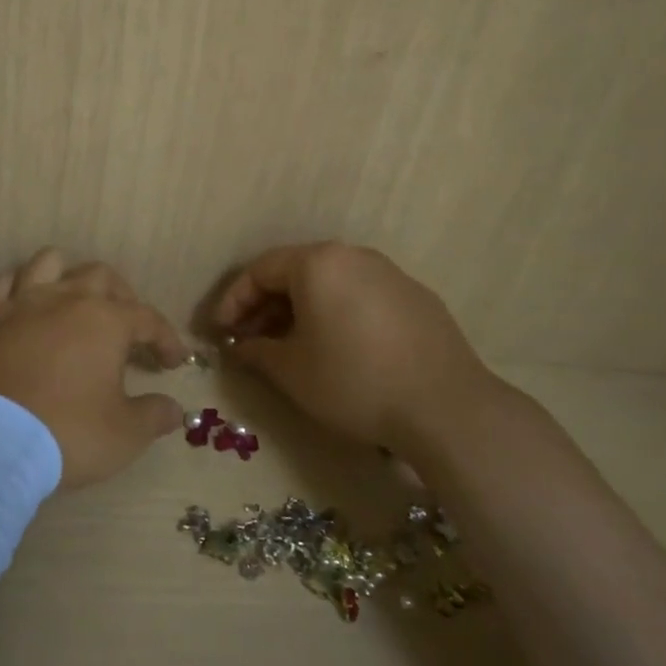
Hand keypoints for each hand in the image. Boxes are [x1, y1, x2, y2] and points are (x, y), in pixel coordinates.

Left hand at [0, 249, 189, 489]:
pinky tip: (23, 302)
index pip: (147, 318)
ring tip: (74, 299)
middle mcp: (64, 299)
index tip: (173, 361)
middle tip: (128, 327)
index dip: (165, 338)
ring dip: (68, 274)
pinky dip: (17, 287)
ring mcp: (19, 305)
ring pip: (48, 263)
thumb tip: (175, 409)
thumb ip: (153, 416)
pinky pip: (2, 285)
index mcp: (104, 321)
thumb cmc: (66, 433)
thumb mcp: (124, 434)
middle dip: (121, 297)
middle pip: (100, 277)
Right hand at [211, 242, 502, 456]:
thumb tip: (240, 346)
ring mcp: (390, 274)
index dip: (233, 301)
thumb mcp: (291, 371)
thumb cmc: (353, 381)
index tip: (219, 331)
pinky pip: (361, 296)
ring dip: (300, 310)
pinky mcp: (417, 298)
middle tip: (250, 339)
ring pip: (330, 284)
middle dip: (266, 305)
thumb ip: (256, 351)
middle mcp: (354, 256)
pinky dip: (336, 314)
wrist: (445, 408)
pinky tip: (336, 348)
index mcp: (318, 263)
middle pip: (296, 272)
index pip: (260, 270)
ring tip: (289, 346)